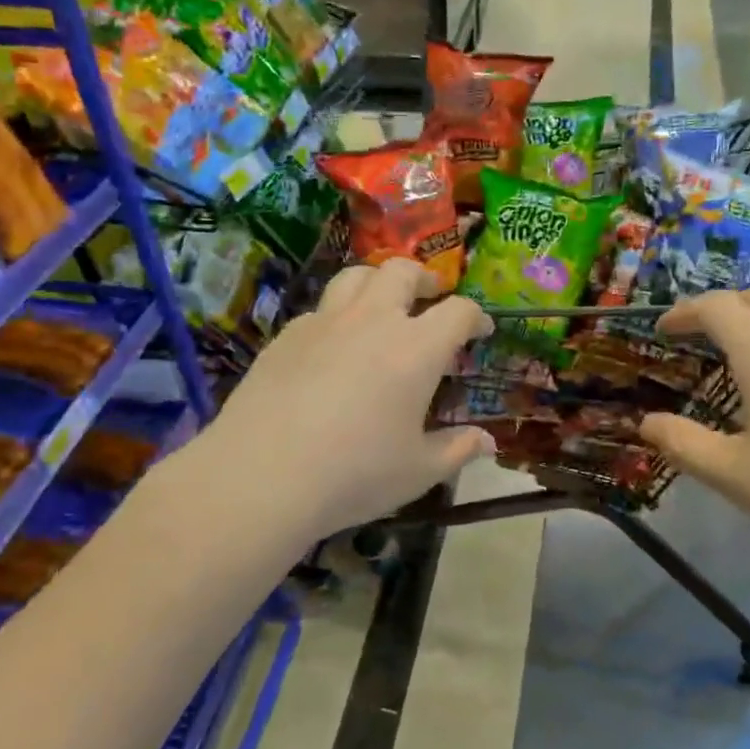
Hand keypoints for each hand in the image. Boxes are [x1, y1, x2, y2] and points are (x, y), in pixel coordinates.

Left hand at [200, 259, 494, 541]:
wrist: (262, 475)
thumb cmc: (355, 474)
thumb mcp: (418, 471)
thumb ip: (457, 450)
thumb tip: (487, 443)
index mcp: (416, 349)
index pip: (457, 312)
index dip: (475, 316)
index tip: (480, 330)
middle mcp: (372, 321)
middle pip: (402, 272)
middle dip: (425, 278)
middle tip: (431, 297)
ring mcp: (324, 323)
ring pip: (355, 276)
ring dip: (378, 281)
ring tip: (383, 303)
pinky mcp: (286, 336)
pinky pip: (320, 308)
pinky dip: (338, 314)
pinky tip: (334, 345)